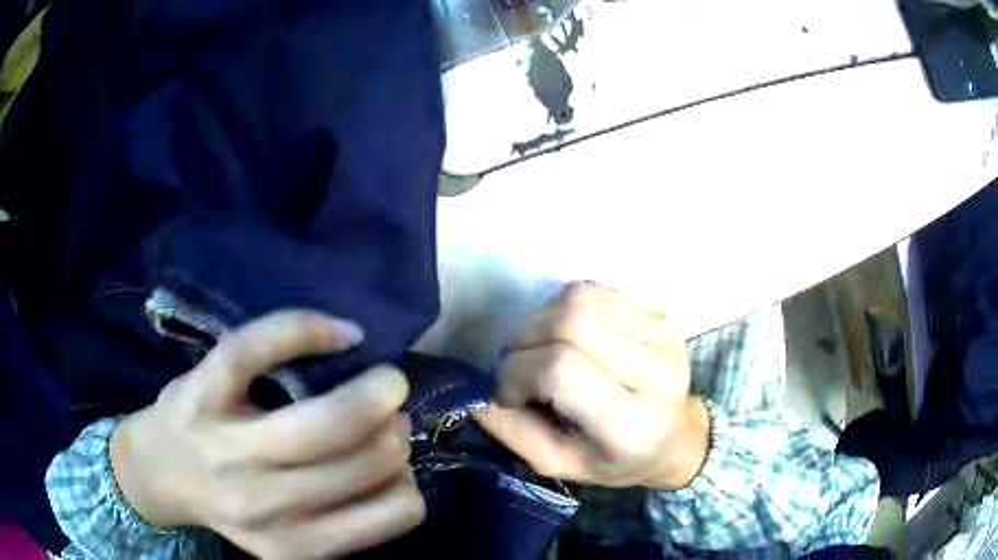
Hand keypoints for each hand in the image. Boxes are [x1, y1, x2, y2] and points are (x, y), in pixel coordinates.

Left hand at [110, 311, 424, 558]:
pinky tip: (341, 335)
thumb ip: (344, 518)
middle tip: (384, 418)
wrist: (157, 472)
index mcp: (298, 545)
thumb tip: (396, 467)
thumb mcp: (291, 535)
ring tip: (376, 385)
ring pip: (332, 418)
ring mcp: (229, 446)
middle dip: (395, 430)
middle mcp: (266, 505)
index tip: (393, 466)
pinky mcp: (202, 389)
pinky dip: (309, 331)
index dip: (408, 480)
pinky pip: (258, 348)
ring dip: (377, 390)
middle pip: (370, 458)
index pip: (396, 511)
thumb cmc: (229, 502)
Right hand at [475, 282, 709, 489]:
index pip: (562, 370)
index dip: (518, 372)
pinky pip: (596, 289)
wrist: (677, 437)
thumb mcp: (561, 465)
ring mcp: (663, 334)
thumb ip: (514, 432)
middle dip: (525, 339)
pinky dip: (567, 307)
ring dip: (543, 320)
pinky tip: (570, 334)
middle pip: (571, 323)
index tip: (508, 392)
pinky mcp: (661, 312)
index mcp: (632, 423)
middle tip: (519, 365)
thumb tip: (476, 392)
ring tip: (544, 348)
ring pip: (581, 298)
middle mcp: (656, 371)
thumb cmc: (617, 459)